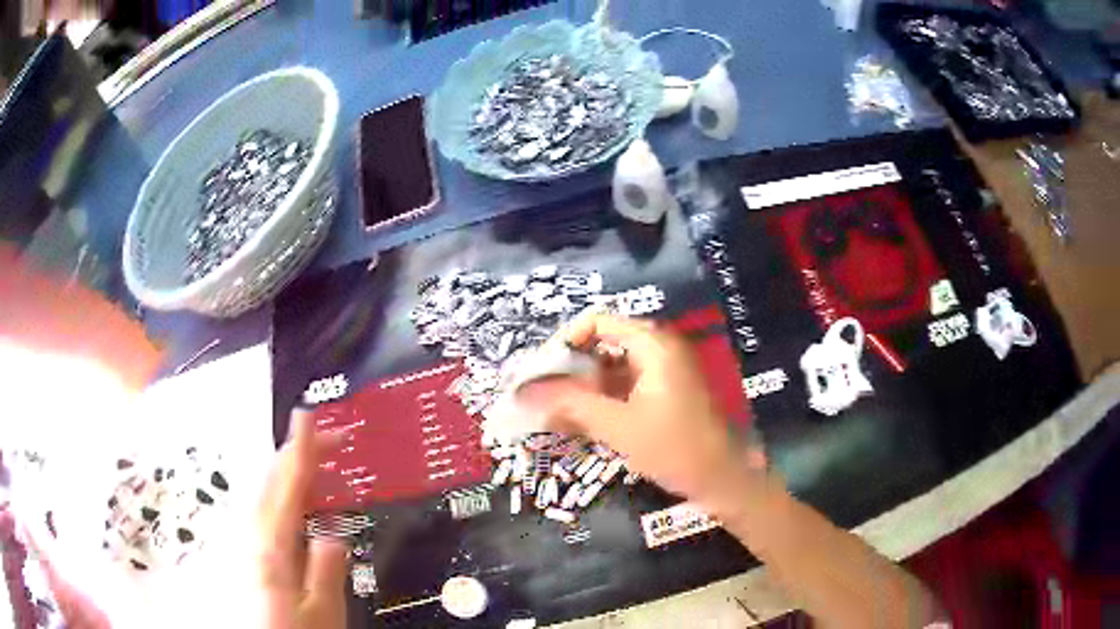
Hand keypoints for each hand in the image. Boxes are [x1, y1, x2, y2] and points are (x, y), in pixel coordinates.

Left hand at [258, 411, 349, 628]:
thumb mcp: (322, 613)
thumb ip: (326, 571)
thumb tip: (334, 531)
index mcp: (270, 546)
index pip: (287, 485)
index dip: (300, 447)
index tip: (309, 415)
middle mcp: (247, 534)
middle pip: (268, 479)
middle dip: (296, 452)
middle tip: (328, 439)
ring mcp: (238, 540)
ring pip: (260, 489)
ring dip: (287, 471)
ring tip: (315, 466)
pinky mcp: (237, 549)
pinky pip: (256, 506)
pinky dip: (276, 491)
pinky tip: (290, 500)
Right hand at [520, 314, 754, 503]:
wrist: (723, 480)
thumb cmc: (675, 448)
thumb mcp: (618, 427)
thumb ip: (571, 406)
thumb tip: (525, 393)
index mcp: (653, 345)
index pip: (598, 322)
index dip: (565, 341)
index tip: (540, 370)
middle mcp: (659, 349)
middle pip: (603, 344)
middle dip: (569, 368)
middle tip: (540, 393)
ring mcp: (664, 372)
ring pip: (612, 368)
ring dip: (582, 387)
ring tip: (551, 411)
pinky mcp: (664, 394)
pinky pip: (624, 387)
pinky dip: (601, 400)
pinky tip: (577, 422)